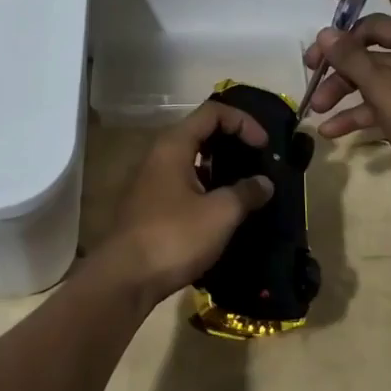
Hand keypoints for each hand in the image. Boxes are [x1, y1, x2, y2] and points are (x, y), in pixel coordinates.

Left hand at [101, 101, 275, 302]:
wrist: (125, 278)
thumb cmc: (174, 237)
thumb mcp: (219, 214)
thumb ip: (246, 193)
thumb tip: (265, 183)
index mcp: (174, 144)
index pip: (213, 112)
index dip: (243, 122)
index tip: (265, 146)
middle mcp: (160, 154)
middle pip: (201, 131)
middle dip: (233, 140)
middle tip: (259, 159)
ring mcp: (152, 179)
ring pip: (192, 158)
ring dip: (221, 165)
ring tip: (247, 184)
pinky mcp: (151, 203)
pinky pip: (185, 180)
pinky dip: (207, 184)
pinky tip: (224, 207)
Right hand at [302, 0, 390, 196]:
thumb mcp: (386, 90)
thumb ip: (352, 59)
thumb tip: (325, 34)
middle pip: (374, 32)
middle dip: (339, 51)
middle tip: (310, 68)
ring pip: (375, 68)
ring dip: (344, 85)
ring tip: (315, 108)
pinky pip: (385, 96)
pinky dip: (360, 109)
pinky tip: (331, 130)